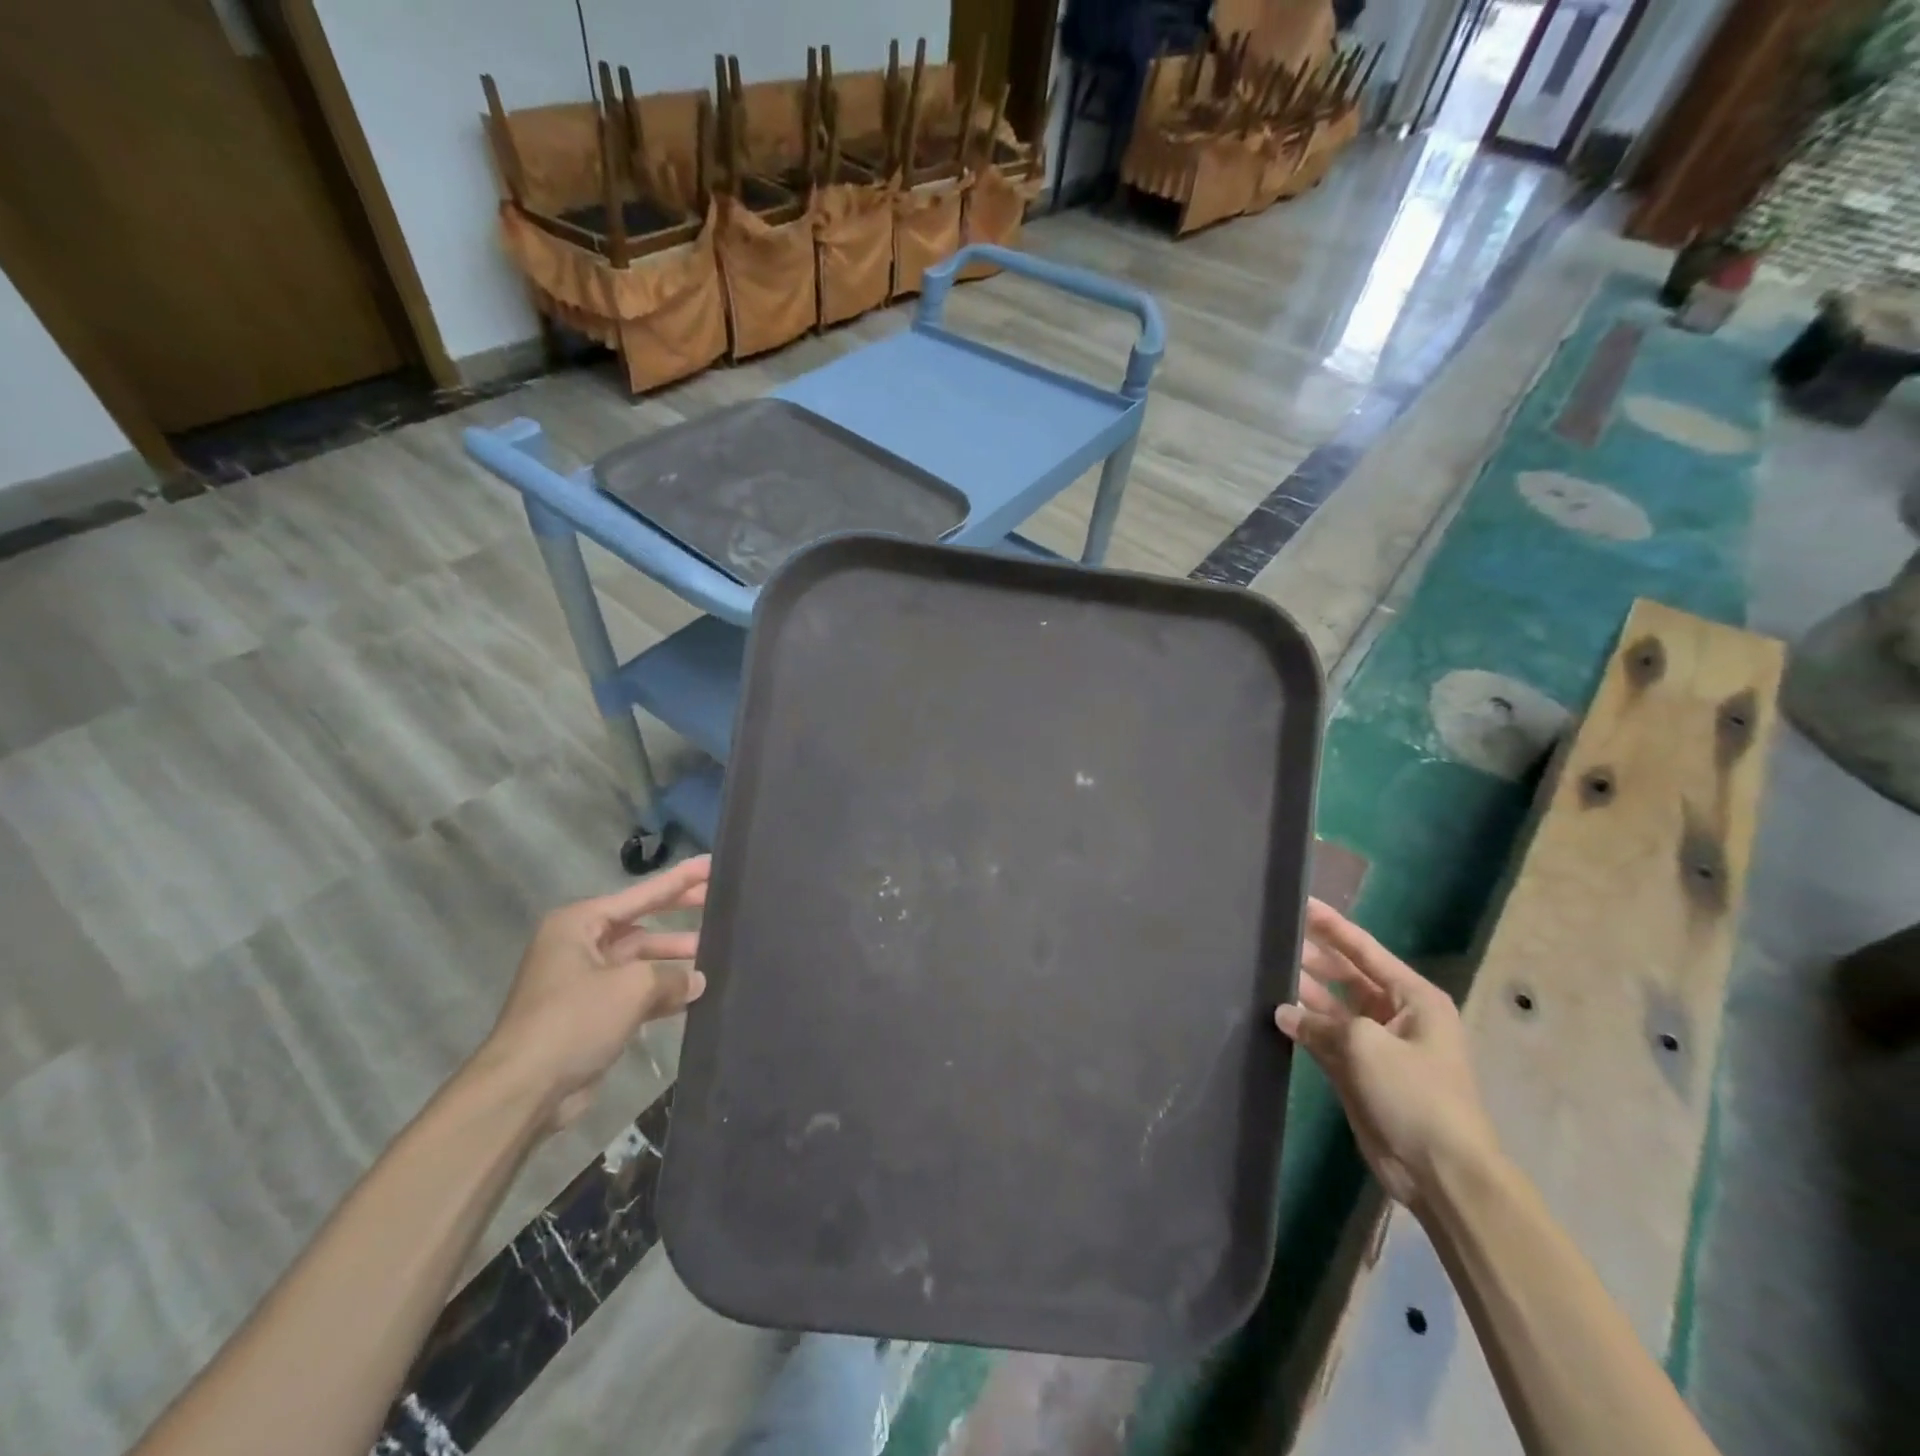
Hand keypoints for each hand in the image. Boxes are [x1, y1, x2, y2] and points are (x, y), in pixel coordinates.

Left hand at [480, 855, 711, 1131]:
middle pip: (642, 925)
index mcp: (579, 924)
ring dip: (675, 960)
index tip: (712, 865)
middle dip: (680, 918)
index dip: (680, 880)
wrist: (524, 1091)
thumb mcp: (632, 986)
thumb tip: (698, 980)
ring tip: (717, 957)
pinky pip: (636, 993)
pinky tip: (695, 995)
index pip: (641, 895)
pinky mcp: (592, 1016)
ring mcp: (585, 982)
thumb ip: (672, 976)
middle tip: (721, 904)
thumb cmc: (574, 1020)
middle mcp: (580, 946)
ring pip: (641, 961)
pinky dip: (663, 993)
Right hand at [1275, 899, 1498, 1206]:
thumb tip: (1283, 1012)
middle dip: (1313, 958)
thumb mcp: (1367, 1045)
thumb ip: (1319, 1022)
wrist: (1440, 1171)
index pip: (1365, 950)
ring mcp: (1377, 1044)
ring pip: (1333, 1007)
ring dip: (1304, 992)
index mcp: (1414, 998)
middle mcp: (1396, 1014)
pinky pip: (1325, 1038)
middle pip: (1347, 975)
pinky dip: (1304, 1027)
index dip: (1332, 926)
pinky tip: (1275, 1014)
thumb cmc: (1415, 1095)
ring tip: (1266, 970)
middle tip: (1274, 938)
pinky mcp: (1359, 1072)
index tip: (1301, 903)